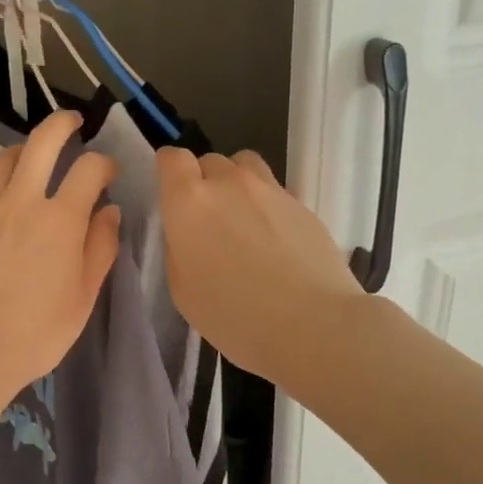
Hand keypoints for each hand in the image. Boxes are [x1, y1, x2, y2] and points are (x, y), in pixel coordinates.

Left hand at [0, 111, 121, 399]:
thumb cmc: (35, 332)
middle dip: (62, 124)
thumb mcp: (83, 297)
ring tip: (31, 162)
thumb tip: (109, 211)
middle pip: (42, 141)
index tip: (108, 173)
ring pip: (4, 158)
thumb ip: (101, 248)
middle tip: (72, 123)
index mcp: (59, 219)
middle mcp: (20, 200)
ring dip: (24, 153)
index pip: (88, 168)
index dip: (104, 163)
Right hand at [156, 147, 365, 386]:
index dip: (170, 171)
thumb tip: (189, 235)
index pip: (172, 158)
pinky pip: (275, 191)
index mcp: (189, 202)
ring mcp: (270, 190)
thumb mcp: (183, 291)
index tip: (172, 193)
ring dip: (237, 184)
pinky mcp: (302, 204)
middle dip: (204, 182)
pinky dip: (267, 206)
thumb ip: (180, 249)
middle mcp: (228, 183)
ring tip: (243, 219)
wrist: (312, 325)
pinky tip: (276, 242)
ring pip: (245, 166)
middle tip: (209, 220)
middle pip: (209, 161)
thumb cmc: (235, 316)